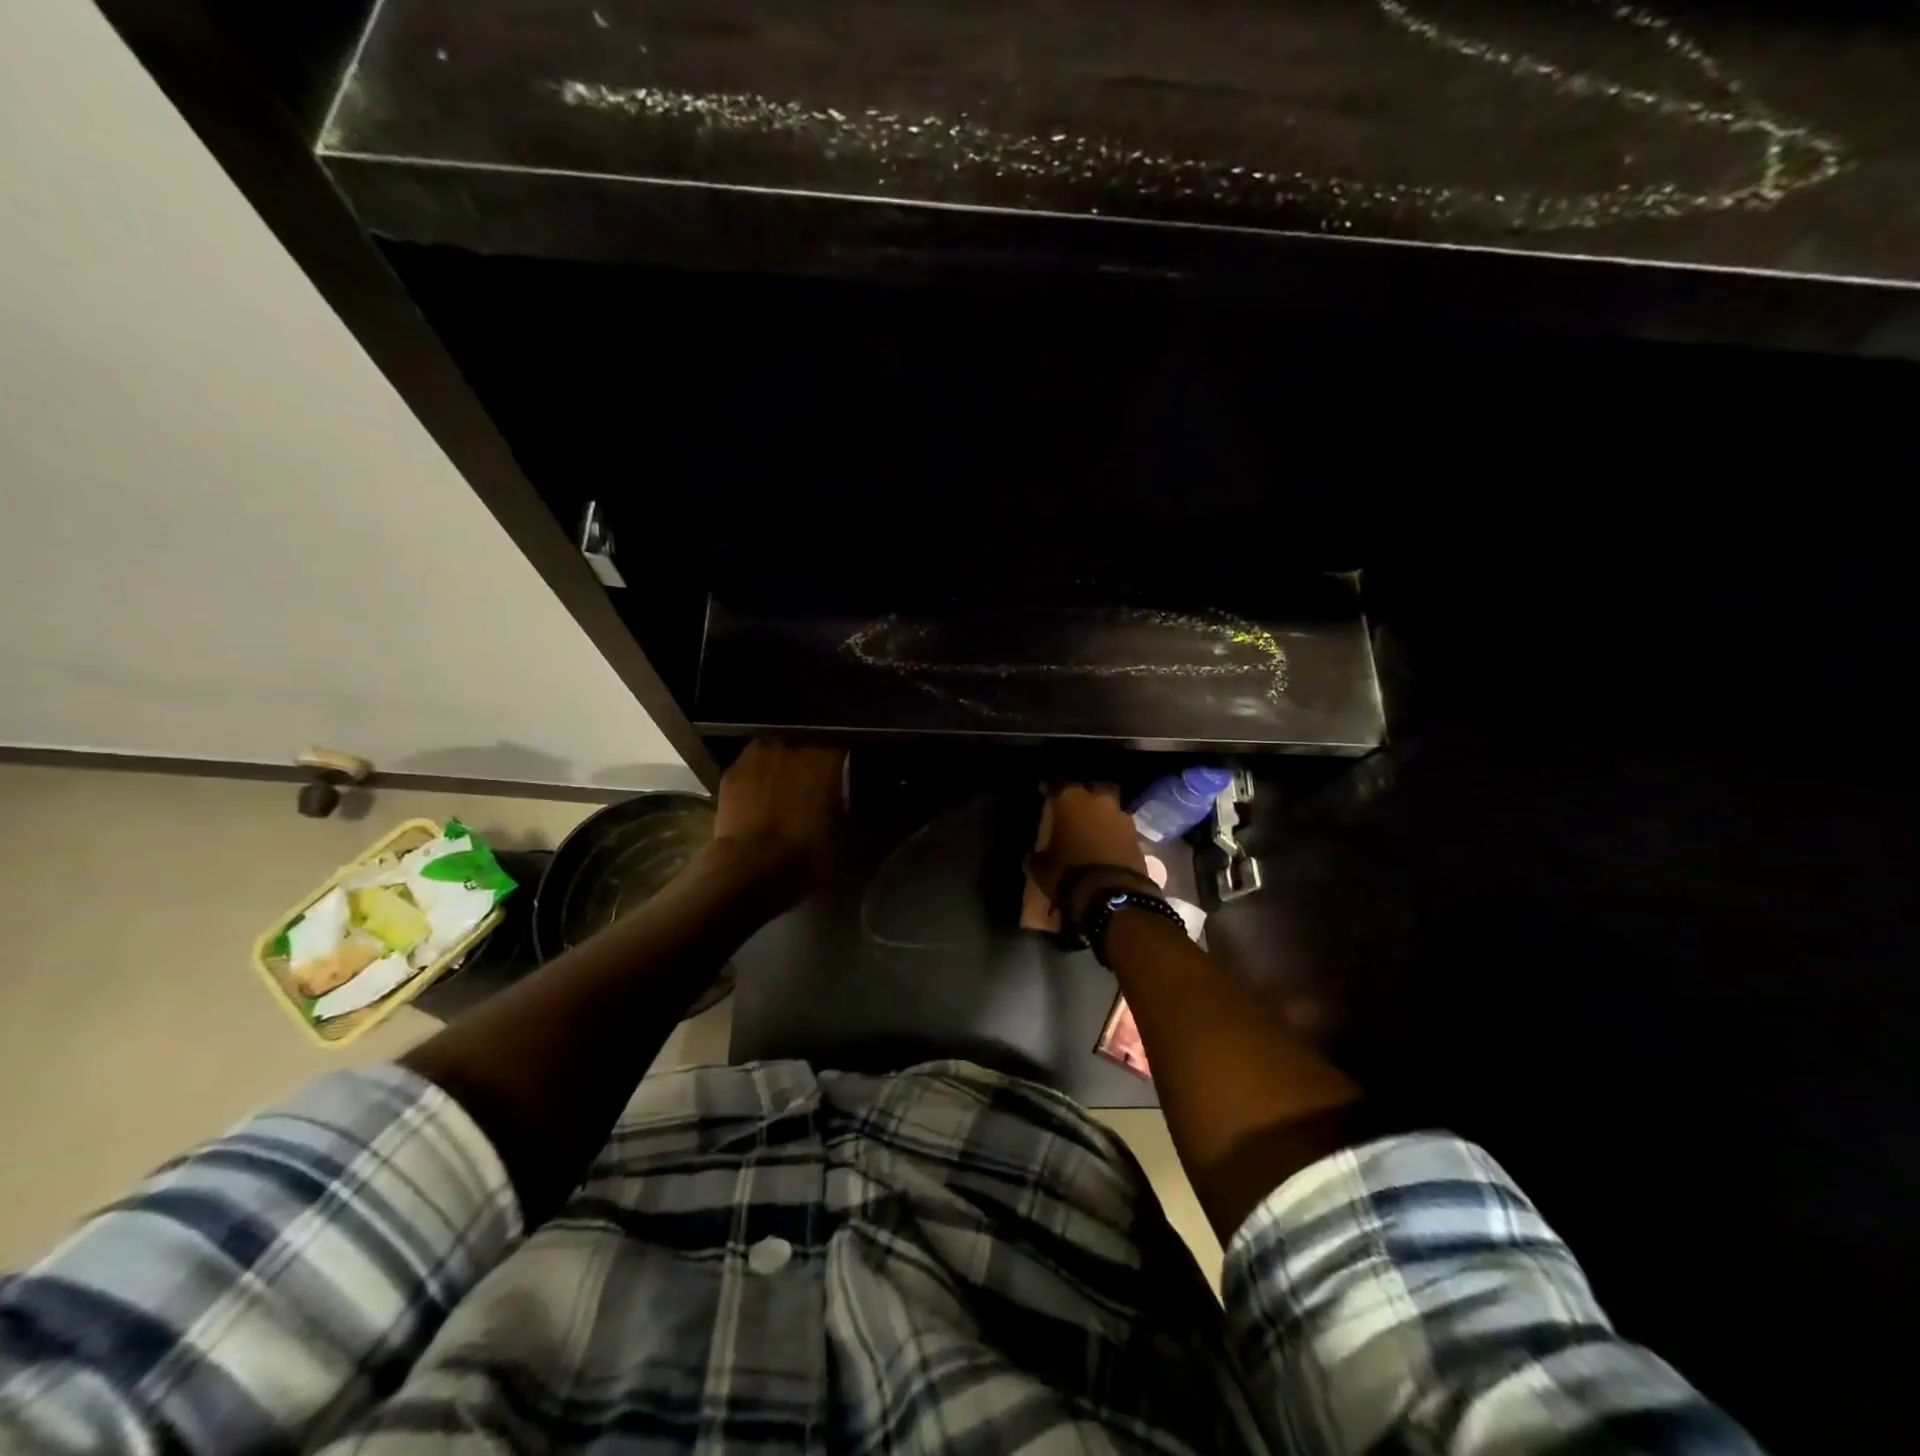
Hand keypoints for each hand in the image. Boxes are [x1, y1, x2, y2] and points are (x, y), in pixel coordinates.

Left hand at [709, 738, 845, 906]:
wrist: (753, 867)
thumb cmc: (808, 854)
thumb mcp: (844, 836)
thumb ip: (846, 810)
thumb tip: (844, 804)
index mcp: (828, 757)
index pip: (840, 747)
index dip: (839, 761)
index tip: (841, 774)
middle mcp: (794, 745)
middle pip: (805, 744)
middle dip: (808, 760)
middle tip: (811, 783)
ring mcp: (759, 754)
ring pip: (775, 751)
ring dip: (780, 764)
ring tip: (781, 786)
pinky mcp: (732, 771)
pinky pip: (750, 767)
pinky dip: (755, 778)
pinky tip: (756, 796)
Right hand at [1027, 784, 1154, 928]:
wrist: (1112, 895)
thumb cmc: (1068, 874)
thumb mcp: (1041, 868)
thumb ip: (1039, 855)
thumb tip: (1036, 856)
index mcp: (1070, 799)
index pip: (1055, 785)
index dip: (1049, 790)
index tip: (1044, 794)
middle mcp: (1098, 800)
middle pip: (1091, 790)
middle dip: (1084, 799)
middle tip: (1074, 813)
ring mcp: (1121, 816)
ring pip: (1108, 809)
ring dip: (1101, 818)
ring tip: (1092, 833)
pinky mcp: (1138, 836)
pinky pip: (1121, 830)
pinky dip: (1114, 836)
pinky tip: (1107, 848)